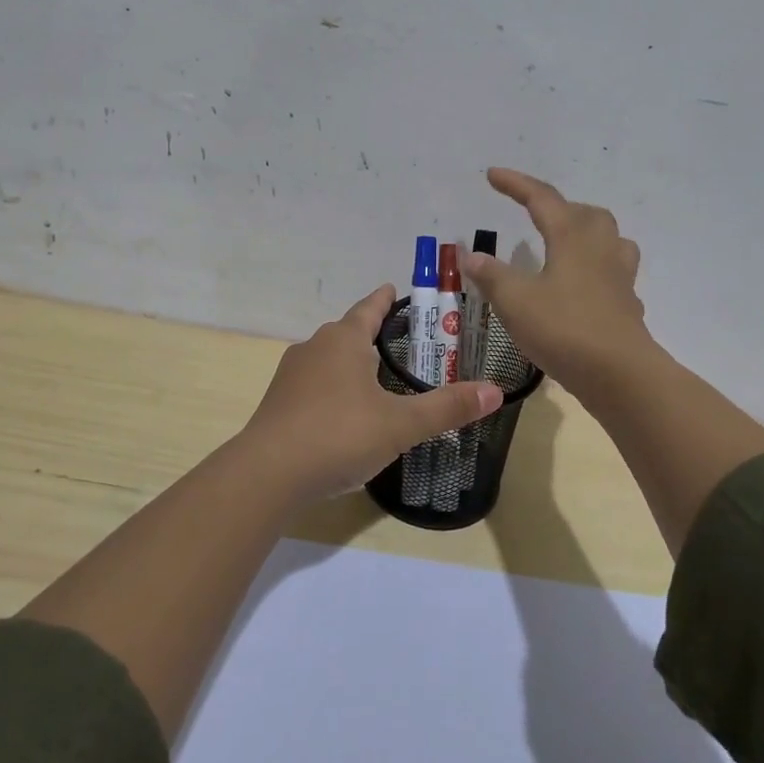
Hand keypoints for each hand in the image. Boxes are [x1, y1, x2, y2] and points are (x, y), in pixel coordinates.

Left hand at [233, 284, 501, 503]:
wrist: (268, 473)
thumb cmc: (339, 435)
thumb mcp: (401, 424)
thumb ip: (447, 407)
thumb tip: (496, 391)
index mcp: (343, 340)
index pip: (369, 308)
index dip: (385, 299)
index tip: (394, 289)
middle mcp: (314, 347)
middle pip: (347, 332)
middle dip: (371, 334)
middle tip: (401, 344)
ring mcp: (291, 375)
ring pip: (328, 359)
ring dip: (350, 363)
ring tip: (376, 379)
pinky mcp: (278, 402)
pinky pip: (313, 385)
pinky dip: (332, 389)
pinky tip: (344, 413)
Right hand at [463, 168, 653, 395]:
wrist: (620, 374)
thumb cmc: (564, 329)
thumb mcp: (515, 301)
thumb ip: (491, 275)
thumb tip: (470, 254)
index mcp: (572, 237)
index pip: (542, 198)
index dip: (516, 184)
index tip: (492, 175)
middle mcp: (600, 249)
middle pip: (585, 213)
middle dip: (559, 208)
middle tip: (536, 217)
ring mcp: (620, 277)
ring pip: (609, 240)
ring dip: (587, 234)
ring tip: (565, 246)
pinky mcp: (627, 305)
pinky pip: (614, 274)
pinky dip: (596, 272)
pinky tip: (581, 290)